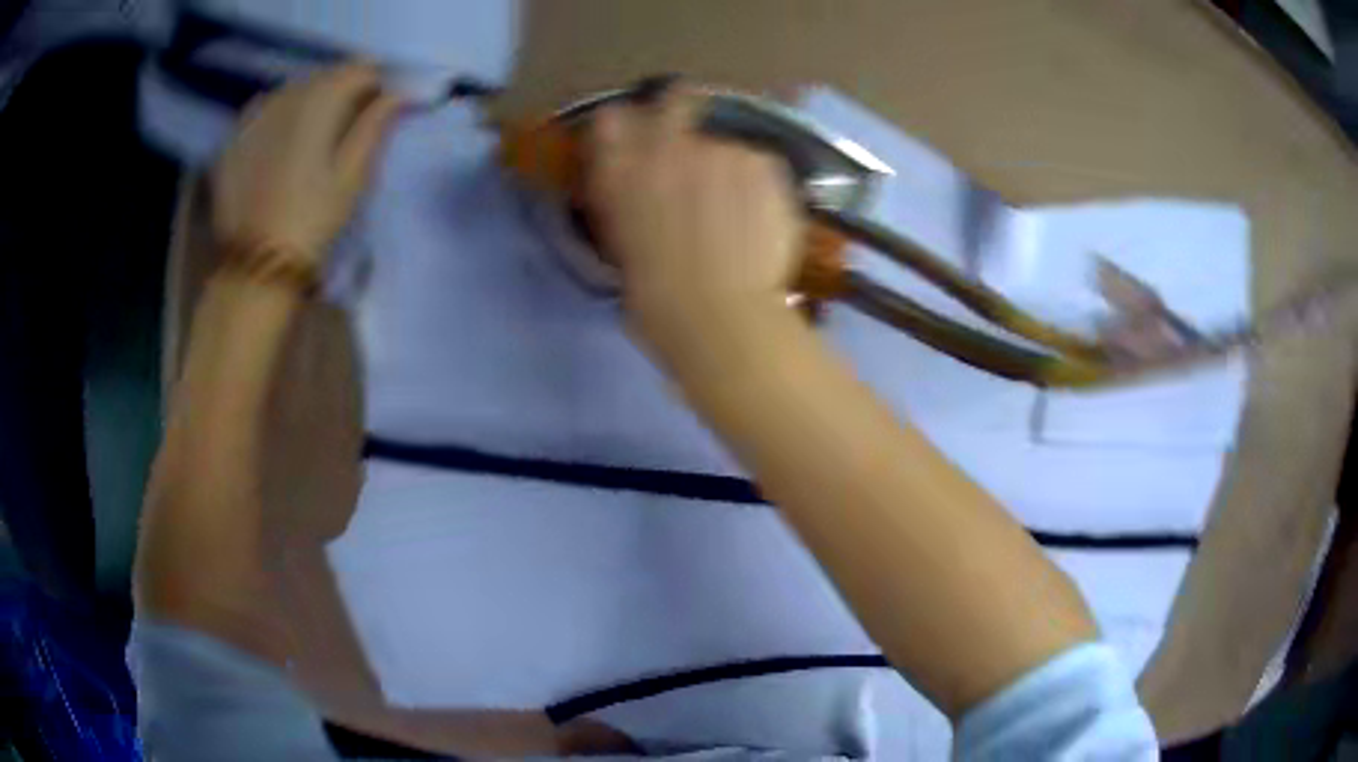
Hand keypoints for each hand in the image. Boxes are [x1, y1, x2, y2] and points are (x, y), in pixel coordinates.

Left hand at [212, 62, 402, 264]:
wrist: (256, 268)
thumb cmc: (312, 222)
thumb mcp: (353, 176)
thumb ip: (375, 126)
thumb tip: (398, 93)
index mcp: (318, 101)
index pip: (359, 70)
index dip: (376, 87)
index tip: (378, 113)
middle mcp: (284, 97)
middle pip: (324, 76)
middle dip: (340, 92)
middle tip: (346, 128)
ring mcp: (252, 117)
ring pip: (291, 91)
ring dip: (308, 103)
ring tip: (311, 139)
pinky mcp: (232, 141)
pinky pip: (262, 112)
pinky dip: (277, 118)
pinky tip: (278, 146)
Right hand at [584, 86, 802, 342]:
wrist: (720, 317)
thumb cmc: (658, 303)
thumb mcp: (623, 250)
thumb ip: (629, 206)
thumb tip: (644, 194)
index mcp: (620, 172)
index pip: (612, 119)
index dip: (626, 126)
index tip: (638, 140)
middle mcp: (667, 146)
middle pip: (677, 97)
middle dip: (682, 107)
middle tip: (695, 143)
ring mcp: (719, 149)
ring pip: (727, 143)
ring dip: (729, 165)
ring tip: (740, 209)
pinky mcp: (764, 162)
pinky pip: (761, 163)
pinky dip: (761, 184)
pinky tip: (763, 217)